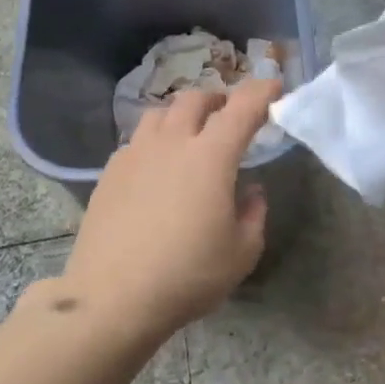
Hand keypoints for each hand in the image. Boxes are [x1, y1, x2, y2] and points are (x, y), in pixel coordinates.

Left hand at [60, 75, 283, 341]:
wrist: (113, 298)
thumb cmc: (188, 276)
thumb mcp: (241, 252)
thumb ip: (253, 214)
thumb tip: (251, 191)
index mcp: (211, 156)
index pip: (242, 107)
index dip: (262, 91)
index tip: (274, 86)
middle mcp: (172, 143)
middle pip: (195, 99)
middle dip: (218, 98)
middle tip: (229, 115)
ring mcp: (135, 154)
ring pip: (160, 113)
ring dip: (182, 115)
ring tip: (190, 135)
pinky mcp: (109, 172)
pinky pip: (137, 140)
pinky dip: (155, 141)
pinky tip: (157, 168)